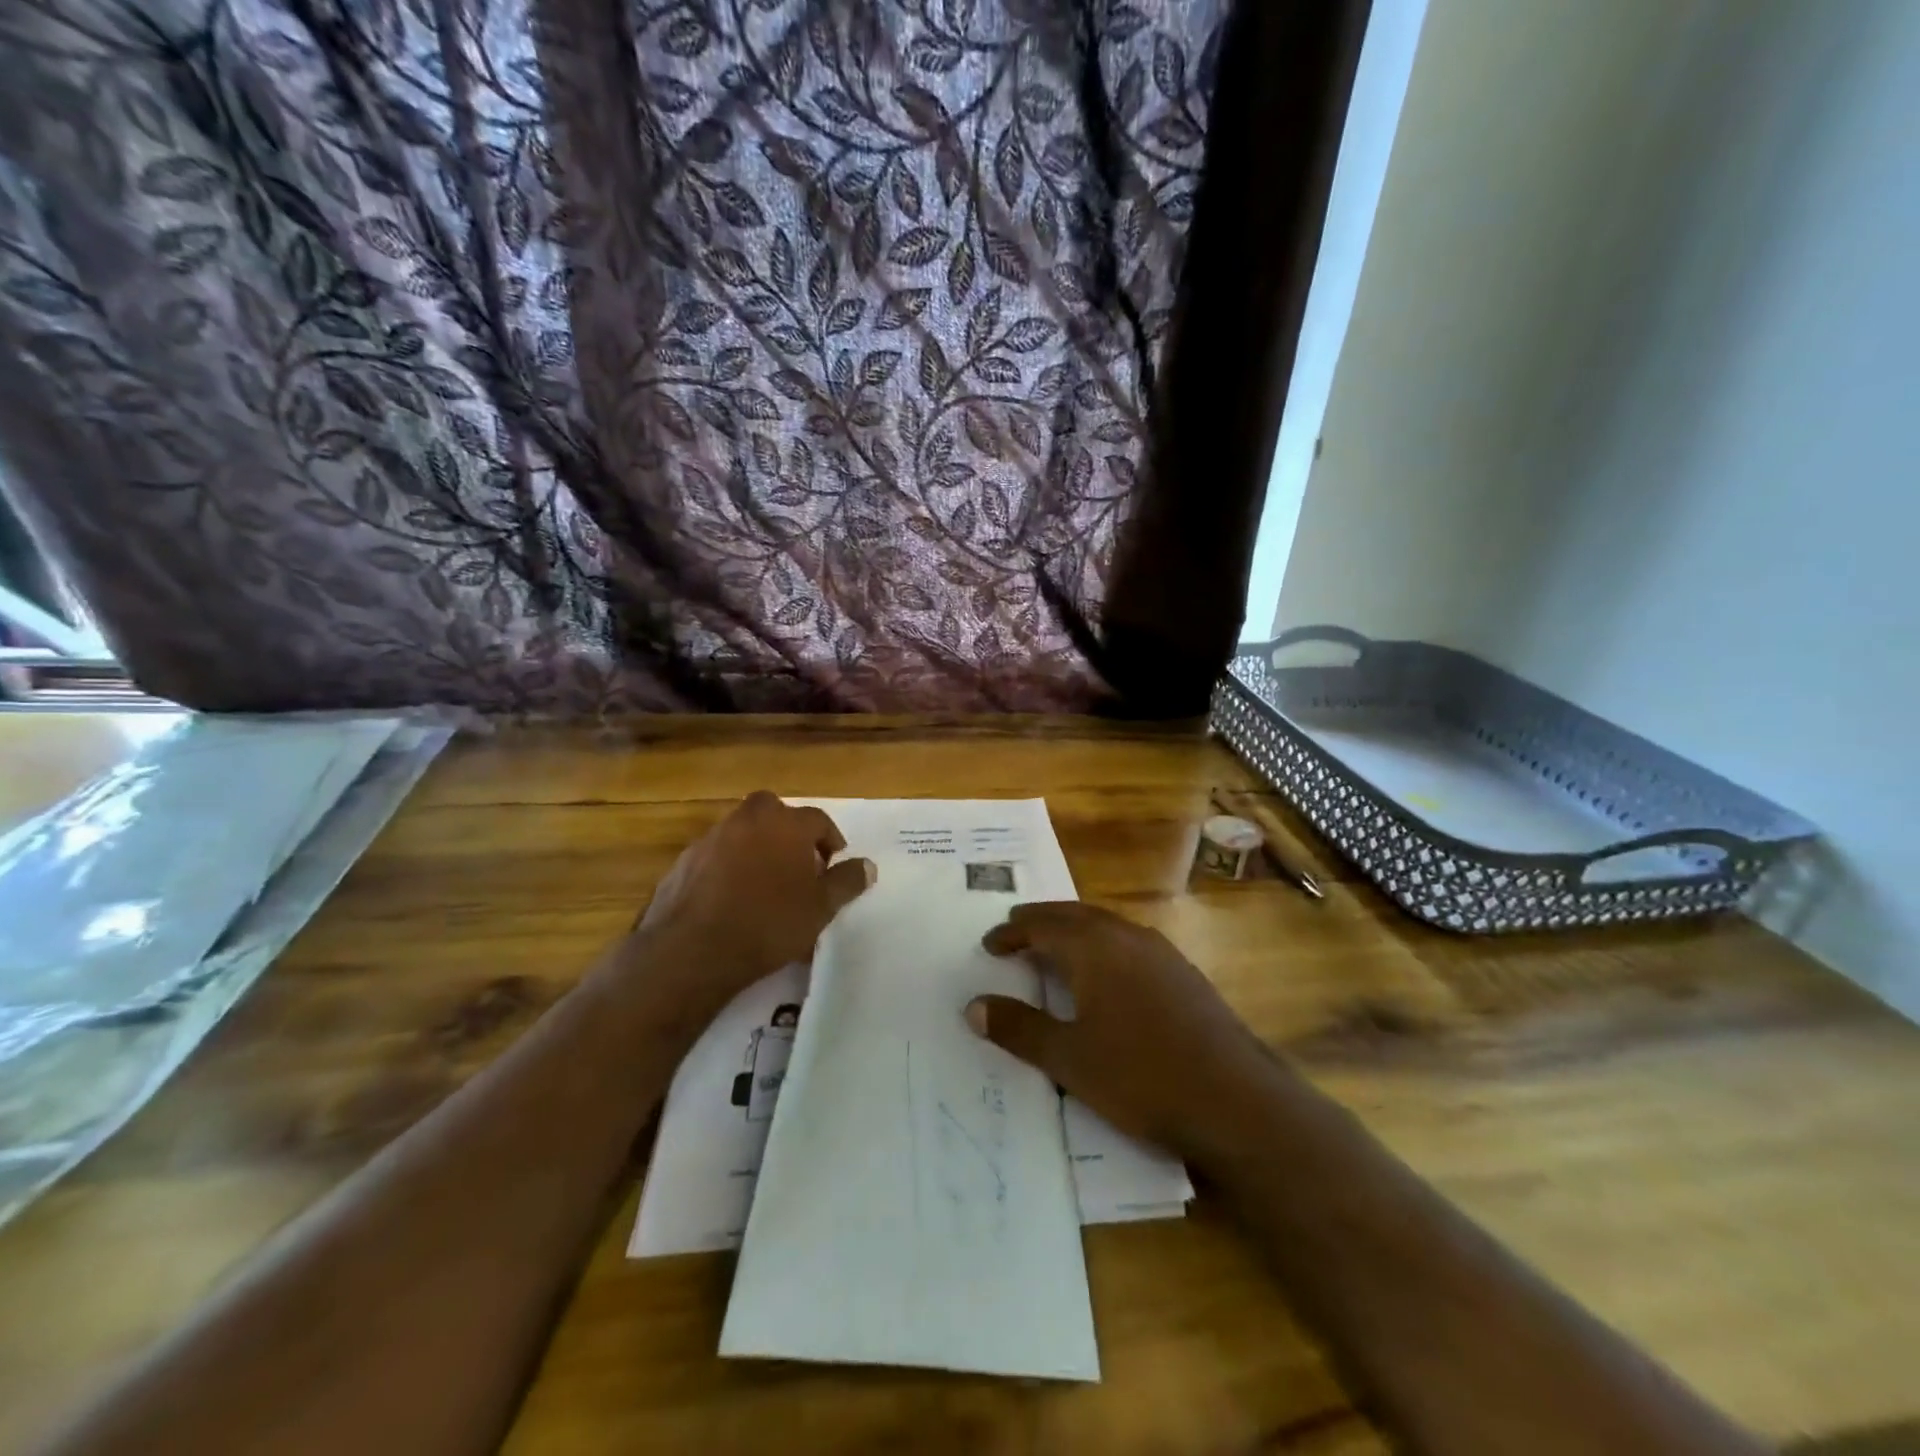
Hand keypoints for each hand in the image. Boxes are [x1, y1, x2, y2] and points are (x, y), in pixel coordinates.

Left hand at [632, 791, 874, 1014]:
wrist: (693, 949)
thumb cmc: (769, 923)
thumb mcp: (821, 908)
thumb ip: (846, 882)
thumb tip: (868, 865)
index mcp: (785, 824)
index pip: (818, 819)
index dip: (830, 840)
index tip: (833, 864)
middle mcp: (748, 820)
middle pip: (774, 812)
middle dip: (789, 831)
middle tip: (798, 865)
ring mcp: (711, 838)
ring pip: (742, 831)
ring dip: (757, 847)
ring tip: (765, 885)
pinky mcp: (684, 861)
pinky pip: (716, 855)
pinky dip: (728, 867)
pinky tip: (732, 900)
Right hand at [968, 901, 1270, 1157]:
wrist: (1235, 1100)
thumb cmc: (1142, 1076)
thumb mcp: (1069, 1059)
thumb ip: (1019, 1030)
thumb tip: (973, 1006)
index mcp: (1095, 948)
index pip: (1042, 927)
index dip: (1012, 934)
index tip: (989, 944)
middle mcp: (1127, 937)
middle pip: (1075, 915)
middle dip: (1042, 920)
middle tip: (1016, 928)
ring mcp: (1162, 953)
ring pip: (1106, 926)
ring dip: (1074, 930)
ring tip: (1055, 946)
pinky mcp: (1184, 974)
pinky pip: (1129, 943)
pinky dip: (1103, 945)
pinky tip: (1107, 974)